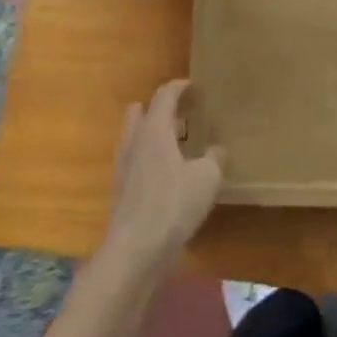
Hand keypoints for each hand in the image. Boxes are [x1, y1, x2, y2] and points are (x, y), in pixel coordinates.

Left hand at [100, 79, 224, 276]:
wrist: (134, 250)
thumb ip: (215, 158)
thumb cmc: (172, 204)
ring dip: (150, 133)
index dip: (178, 87)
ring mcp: (123, 166)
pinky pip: (134, 161)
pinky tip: (164, 175)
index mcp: (155, 129)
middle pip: (140, 111)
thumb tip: (216, 150)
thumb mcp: (207, 179)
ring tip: (174, 144)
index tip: (192, 86)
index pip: (164, 95)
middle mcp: (134, 140)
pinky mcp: (120, 190)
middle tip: (181, 114)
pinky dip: (147, 158)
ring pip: (134, 136)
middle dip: (158, 108)